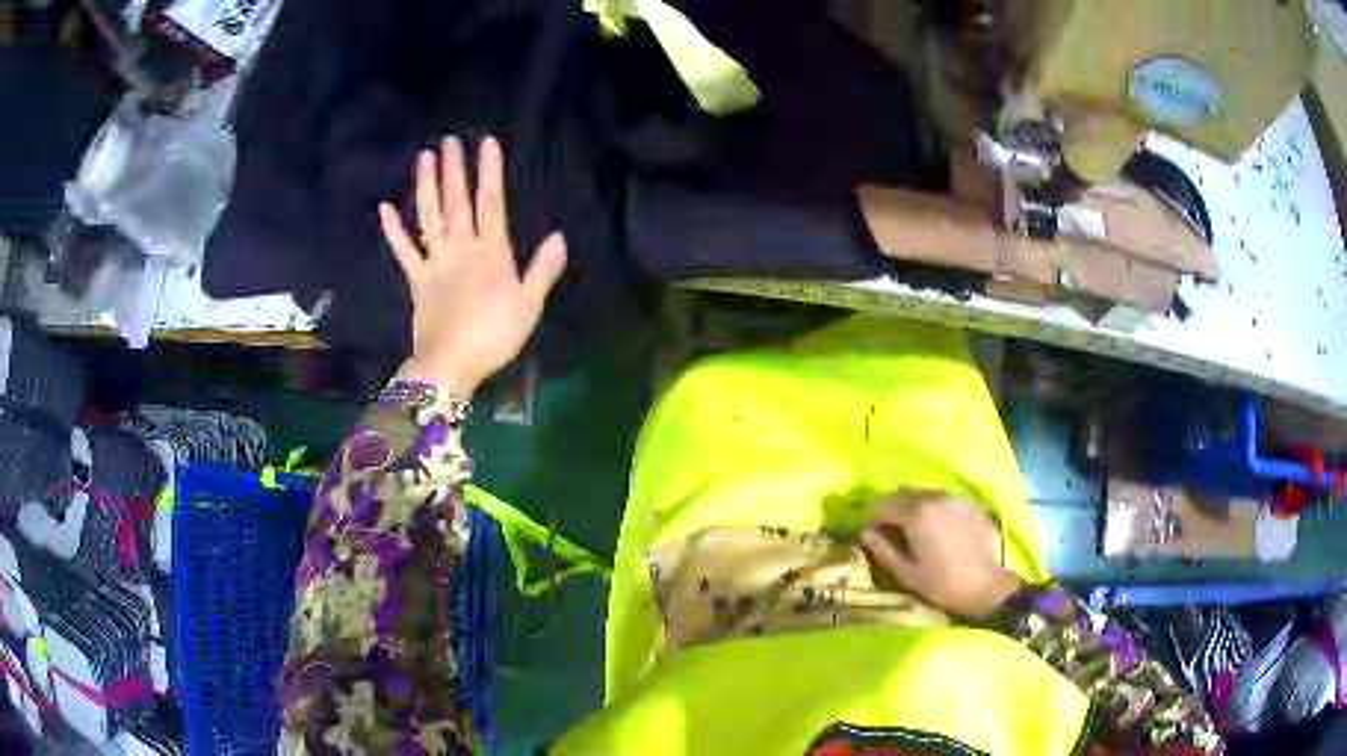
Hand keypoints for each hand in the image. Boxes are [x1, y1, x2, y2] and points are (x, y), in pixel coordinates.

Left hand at [378, 135, 566, 397]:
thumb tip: (559, 236)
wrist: (450, 365)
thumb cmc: (494, 337)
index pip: (491, 203)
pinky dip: (394, 230)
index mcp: (490, 252)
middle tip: (448, 140)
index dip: (489, 171)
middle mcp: (461, 248)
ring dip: (425, 186)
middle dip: (453, 169)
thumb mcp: (528, 306)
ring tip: (423, 157)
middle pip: (456, 202)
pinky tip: (385, 209)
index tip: (486, 142)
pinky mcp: (416, 279)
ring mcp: (435, 262)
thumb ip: (542, 270)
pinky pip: (403, 251)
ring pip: (429, 217)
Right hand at [860, 490, 1022, 620]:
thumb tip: (866, 533)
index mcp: (916, 515)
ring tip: (916, 529)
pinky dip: (935, 509)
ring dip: (914, 506)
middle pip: (903, 493)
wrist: (985, 586)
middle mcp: (935, 498)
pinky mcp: (970, 505)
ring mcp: (955, 499)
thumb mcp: (905, 573)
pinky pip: (945, 499)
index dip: (874, 520)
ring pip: (925, 494)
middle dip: (892, 508)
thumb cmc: (941, 584)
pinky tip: (940, 529)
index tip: (874, 536)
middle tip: (892, 531)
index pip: (884, 506)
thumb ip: (882, 550)